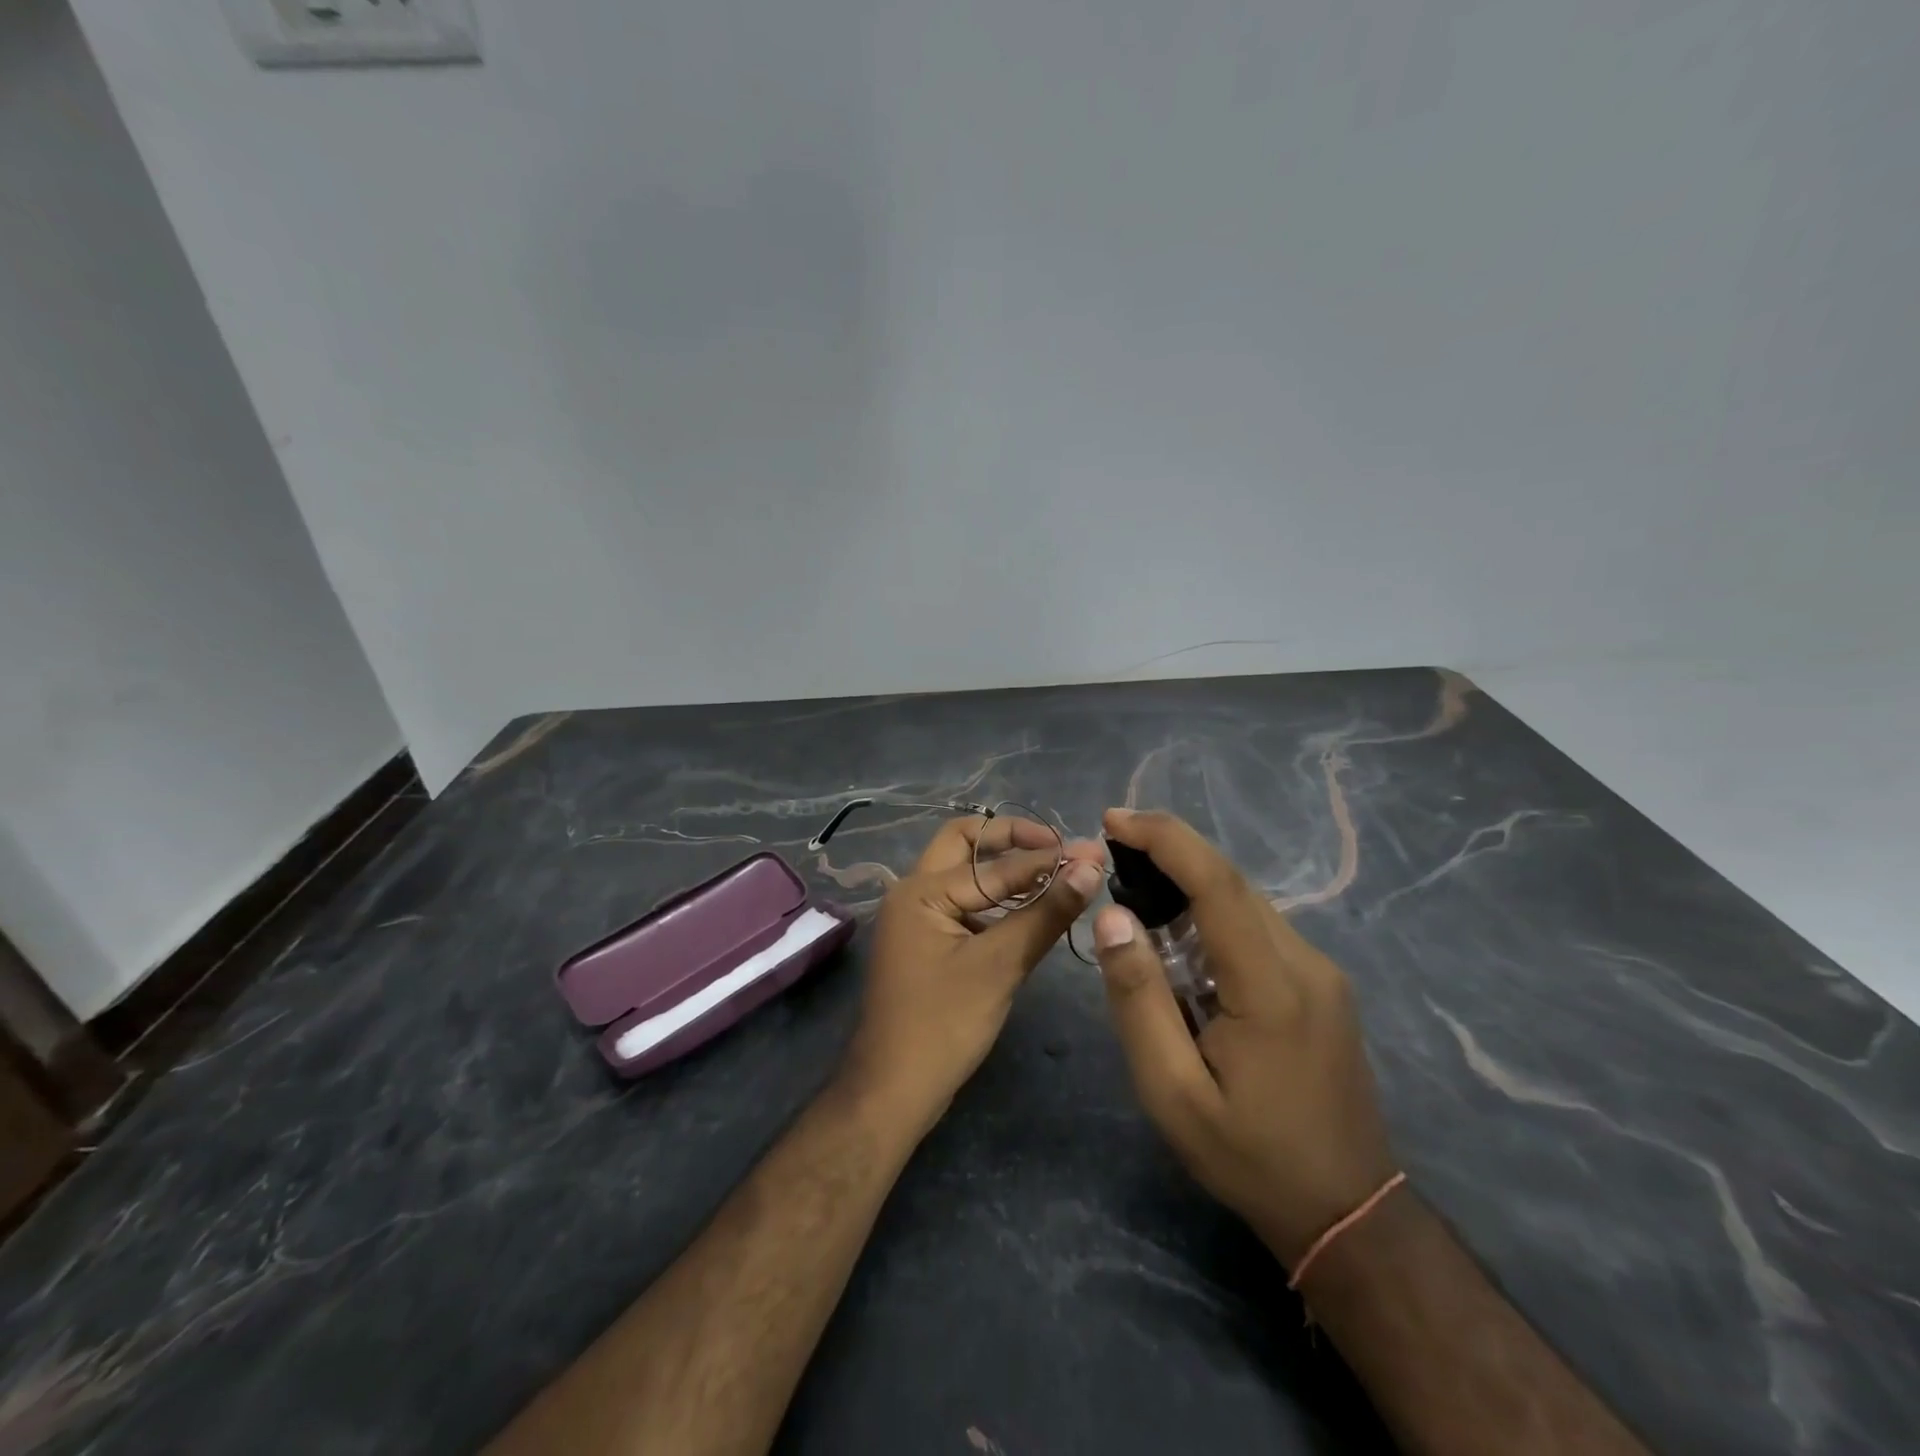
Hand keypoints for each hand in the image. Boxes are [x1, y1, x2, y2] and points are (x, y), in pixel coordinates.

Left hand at [841, 815, 1104, 1135]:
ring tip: (1052, 875)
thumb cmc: (943, 1025)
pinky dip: (994, 901)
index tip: (1092, 853)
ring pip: (962, 875)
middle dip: (1010, 840)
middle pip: (963, 845)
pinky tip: (1026, 913)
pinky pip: (962, 906)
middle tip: (1057, 848)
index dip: (1046, 860)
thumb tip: (1090, 866)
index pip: (994, 865)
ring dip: (1003, 870)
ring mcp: (915, 919)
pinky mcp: (925, 944)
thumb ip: (1045, 913)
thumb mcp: (1000, 966)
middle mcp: (911, 893)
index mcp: (921, 891)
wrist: (892, 1092)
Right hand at [1091, 808, 1398, 1264]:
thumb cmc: (1250, 1156)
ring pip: (1247, 901)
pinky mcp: (1321, 984)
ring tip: (1134, 886)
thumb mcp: (1172, 1092)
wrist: (1348, 1212)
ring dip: (1190, 882)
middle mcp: (1306, 963)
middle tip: (1112, 847)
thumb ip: (1139, 1000)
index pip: (1218, 884)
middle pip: (1233, 882)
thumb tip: (1113, 917)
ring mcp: (1321, 972)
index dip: (1165, 839)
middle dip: (1170, 852)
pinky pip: (1258, 926)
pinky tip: (1180, 935)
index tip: (1113, 819)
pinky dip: (1213, 911)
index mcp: (1272, 987)